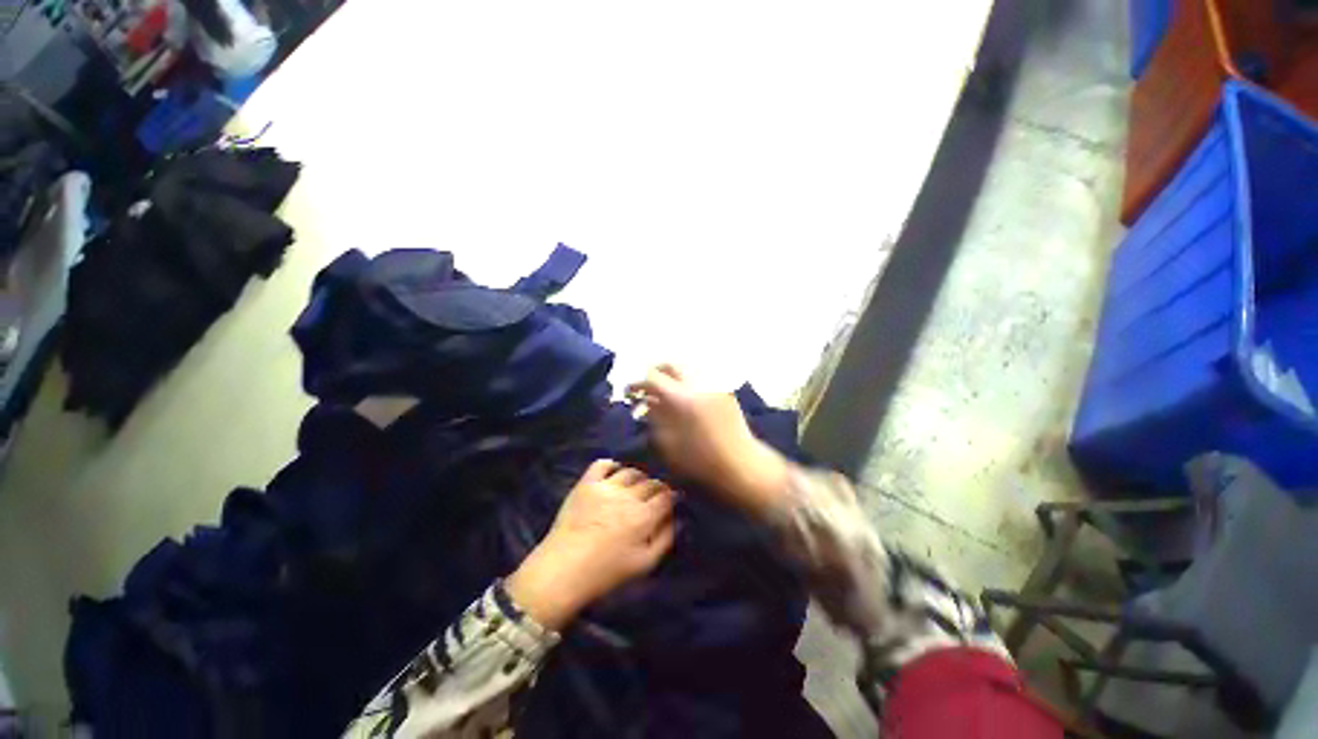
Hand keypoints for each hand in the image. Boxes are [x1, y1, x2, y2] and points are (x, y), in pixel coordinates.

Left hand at [506, 460, 675, 629]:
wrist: (563, 569)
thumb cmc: (606, 572)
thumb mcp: (644, 565)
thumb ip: (665, 539)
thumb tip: (676, 519)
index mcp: (644, 516)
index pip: (666, 496)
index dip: (672, 496)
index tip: (671, 500)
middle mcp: (628, 496)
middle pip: (650, 482)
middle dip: (657, 487)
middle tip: (654, 496)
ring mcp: (606, 486)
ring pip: (630, 471)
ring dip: (638, 477)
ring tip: (635, 486)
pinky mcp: (587, 483)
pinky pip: (602, 464)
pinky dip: (611, 464)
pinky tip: (614, 472)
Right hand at [627, 364, 789, 515]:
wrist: (742, 464)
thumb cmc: (701, 461)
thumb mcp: (669, 444)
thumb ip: (655, 418)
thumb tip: (647, 402)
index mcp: (682, 398)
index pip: (652, 378)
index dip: (637, 383)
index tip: (630, 392)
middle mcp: (698, 384)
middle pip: (670, 365)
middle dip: (654, 373)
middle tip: (646, 388)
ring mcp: (714, 384)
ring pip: (686, 370)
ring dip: (671, 378)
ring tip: (665, 394)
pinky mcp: (725, 390)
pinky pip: (700, 379)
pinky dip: (687, 384)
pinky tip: (684, 400)